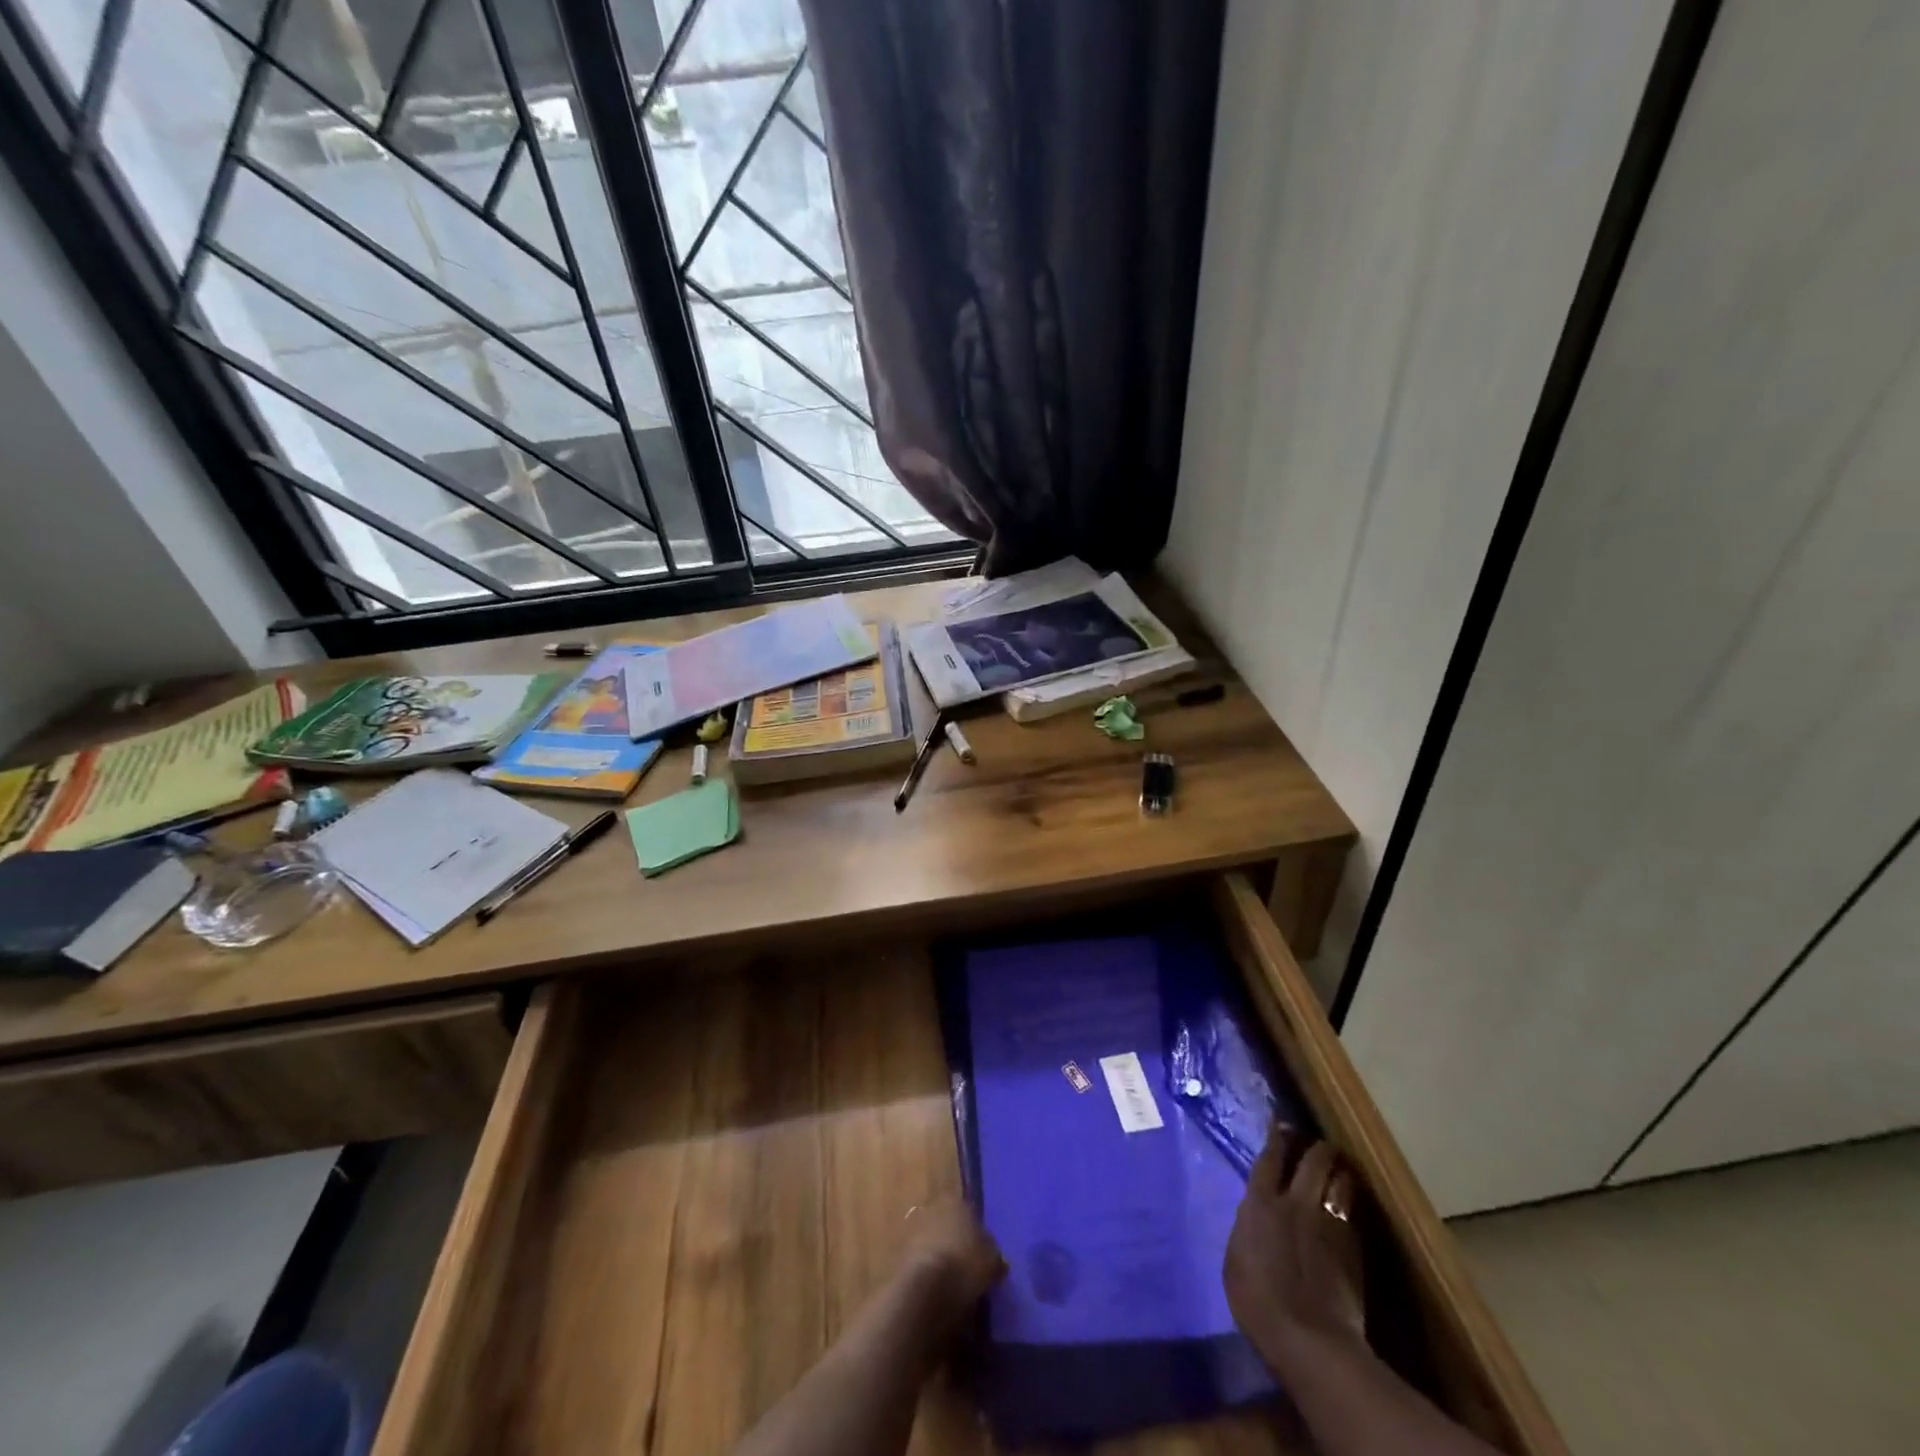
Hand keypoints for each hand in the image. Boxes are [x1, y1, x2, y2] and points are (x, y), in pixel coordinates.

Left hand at [902, 1199, 1006, 1318]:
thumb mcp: (992, 1261)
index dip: (976, 1233)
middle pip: (948, 1225)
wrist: (925, 1288)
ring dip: (939, 1256)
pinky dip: (926, 1271)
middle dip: (955, 1242)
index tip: (982, 1253)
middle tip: (966, 1266)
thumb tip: (995, 1259)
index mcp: (957, 1202)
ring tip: (951, 1282)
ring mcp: (913, 1229)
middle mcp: (933, 1208)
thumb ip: (993, 1255)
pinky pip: (919, 1261)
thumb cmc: (965, 1265)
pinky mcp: (899, 1253)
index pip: (969, 1212)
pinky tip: (935, 1290)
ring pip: (932, 1241)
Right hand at [1224, 1125, 1366, 1375]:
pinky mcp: (1353, 1247)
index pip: (1270, 1157)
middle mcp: (1296, 1202)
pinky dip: (1348, 1202)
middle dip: (1317, 1148)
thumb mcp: (1236, 1257)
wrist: (1310, 1340)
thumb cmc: (1258, 1302)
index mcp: (1261, 1202)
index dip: (1277, 1137)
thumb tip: (1256, 1213)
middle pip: (1312, 1160)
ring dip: (1339, 1171)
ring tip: (1339, 1169)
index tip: (1282, 1124)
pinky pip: (1351, 1212)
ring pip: (1340, 1181)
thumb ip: (1249, 1226)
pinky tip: (1347, 1205)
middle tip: (1318, 1145)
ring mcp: (1329, 1222)